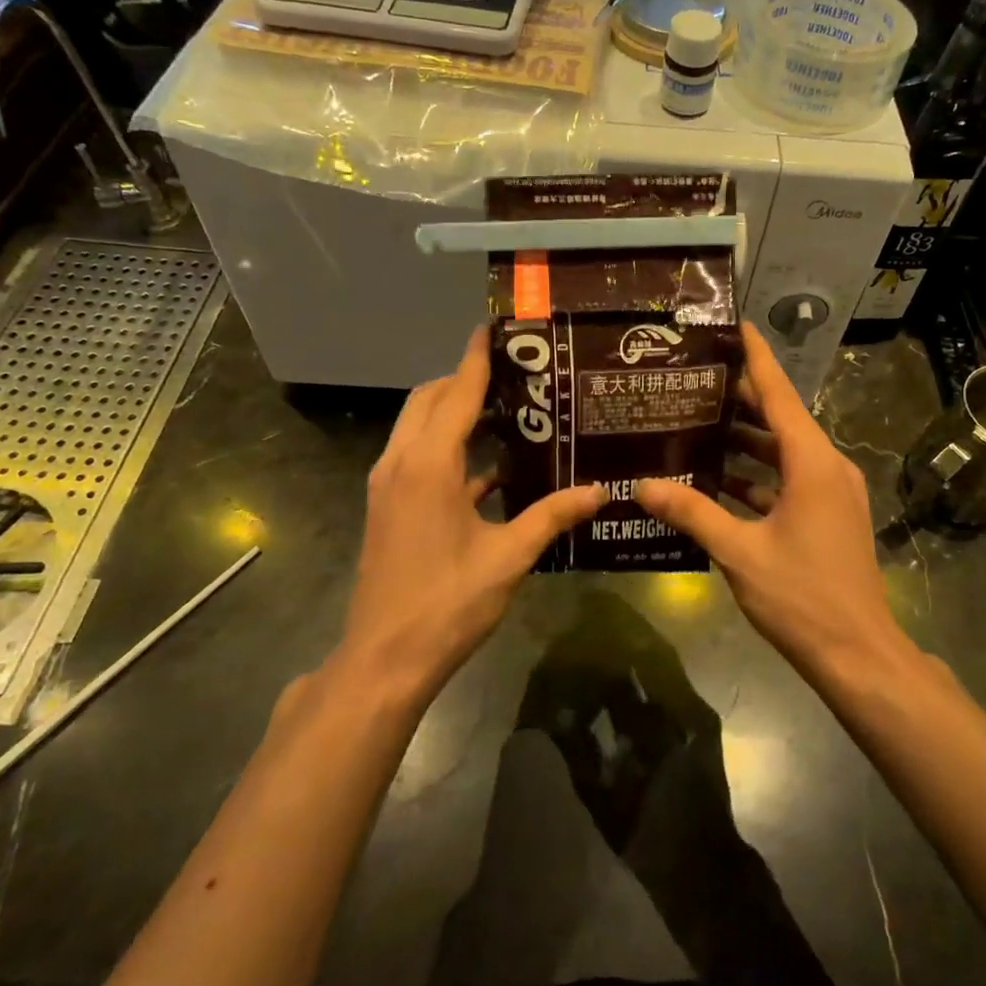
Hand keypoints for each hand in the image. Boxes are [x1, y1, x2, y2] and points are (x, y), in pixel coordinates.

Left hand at [337, 327, 603, 703]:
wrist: (384, 658)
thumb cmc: (447, 603)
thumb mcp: (508, 558)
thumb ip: (552, 516)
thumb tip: (601, 491)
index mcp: (429, 465)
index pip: (457, 393)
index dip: (477, 358)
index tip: (494, 327)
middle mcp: (401, 464)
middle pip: (430, 400)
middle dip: (465, 380)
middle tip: (514, 375)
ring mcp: (389, 486)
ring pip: (418, 428)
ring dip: (454, 414)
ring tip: (508, 413)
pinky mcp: (389, 508)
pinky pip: (418, 460)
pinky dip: (449, 451)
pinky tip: (491, 471)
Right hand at [636, 322, 909, 677]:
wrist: (858, 654)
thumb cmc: (802, 597)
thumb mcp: (740, 552)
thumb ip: (692, 512)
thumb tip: (643, 484)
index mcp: (812, 462)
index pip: (779, 394)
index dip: (756, 357)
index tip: (735, 325)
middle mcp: (827, 467)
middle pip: (780, 419)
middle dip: (739, 399)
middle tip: (692, 381)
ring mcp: (832, 493)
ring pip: (784, 452)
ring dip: (746, 440)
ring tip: (696, 424)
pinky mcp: (829, 516)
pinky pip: (789, 480)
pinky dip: (757, 475)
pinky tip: (718, 480)